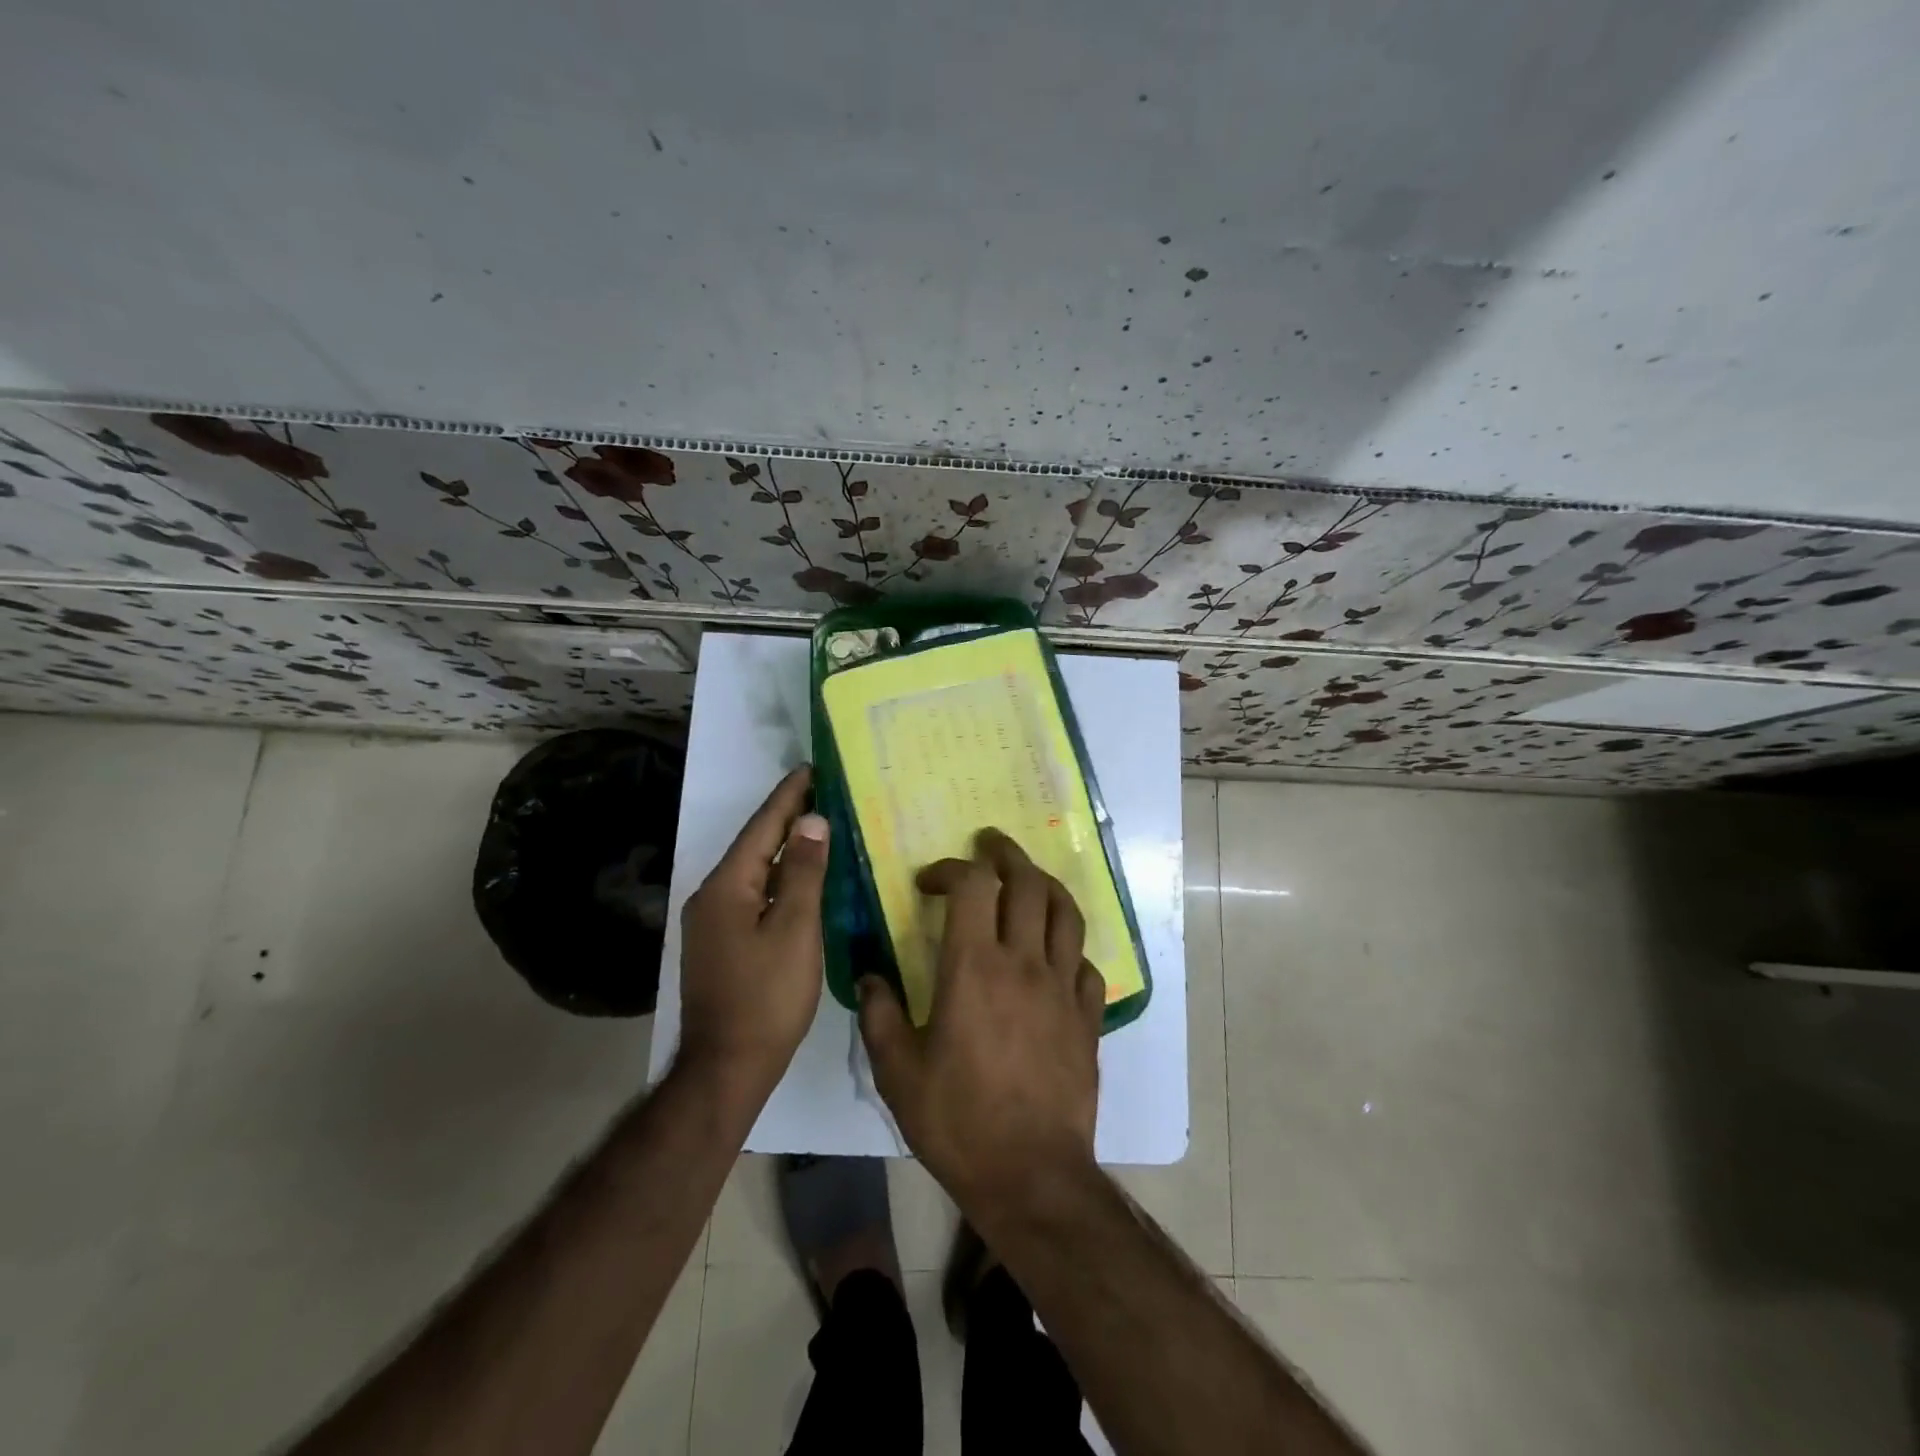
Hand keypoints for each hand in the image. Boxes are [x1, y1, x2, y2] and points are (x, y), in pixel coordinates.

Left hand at [677, 766, 829, 1098]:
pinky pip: (754, 896)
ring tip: (819, 827)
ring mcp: (713, 923)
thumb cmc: (767, 997)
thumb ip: (805, 873)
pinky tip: (803, 880)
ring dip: (786, 849)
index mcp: (727, 887)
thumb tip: (812, 821)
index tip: (812, 768)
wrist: (726, 1067)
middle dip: (788, 818)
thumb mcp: (796, 931)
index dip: (789, 796)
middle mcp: (712, 896)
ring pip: (755, 872)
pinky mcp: (722, 943)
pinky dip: (781, 880)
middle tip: (823, 792)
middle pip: (756, 846)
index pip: (763, 828)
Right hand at [859, 828, 1106, 1213]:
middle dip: (1007, 855)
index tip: (931, 881)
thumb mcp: (898, 1072)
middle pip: (1027, 883)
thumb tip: (870, 975)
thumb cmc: (958, 1121)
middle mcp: (1024, 963)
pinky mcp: (1088, 1016)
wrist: (1031, 1175)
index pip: (972, 886)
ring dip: (1046, 885)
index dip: (951, 869)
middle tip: (990, 845)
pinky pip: (1085, 963)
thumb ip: (879, 1014)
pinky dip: (1068, 947)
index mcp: (974, 968)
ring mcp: (1063, 988)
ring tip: (1028, 879)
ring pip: (1066, 912)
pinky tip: (1054, 955)